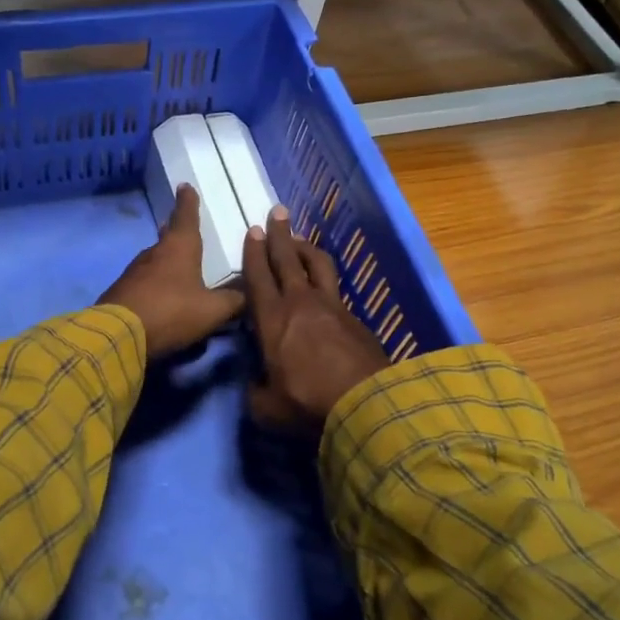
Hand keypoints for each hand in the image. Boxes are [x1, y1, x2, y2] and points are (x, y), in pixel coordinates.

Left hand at [100, 185, 245, 356]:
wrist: (118, 335)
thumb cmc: (171, 312)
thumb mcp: (212, 310)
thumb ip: (233, 301)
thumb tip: (249, 294)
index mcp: (179, 248)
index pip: (186, 216)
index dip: (188, 202)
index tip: (185, 186)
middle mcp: (155, 253)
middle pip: (167, 236)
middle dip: (175, 231)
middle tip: (182, 228)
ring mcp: (134, 272)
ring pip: (154, 259)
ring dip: (164, 260)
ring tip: (176, 265)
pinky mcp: (121, 291)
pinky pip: (143, 281)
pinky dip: (153, 283)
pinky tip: (160, 295)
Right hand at [243, 207, 391, 429]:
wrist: (365, 402)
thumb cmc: (307, 403)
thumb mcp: (266, 407)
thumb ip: (255, 391)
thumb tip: (254, 384)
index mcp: (271, 319)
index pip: (258, 277)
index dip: (254, 253)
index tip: (254, 231)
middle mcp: (300, 302)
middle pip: (287, 259)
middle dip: (280, 234)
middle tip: (277, 212)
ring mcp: (331, 306)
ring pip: (316, 264)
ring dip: (305, 248)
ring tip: (299, 239)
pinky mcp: (354, 317)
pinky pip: (335, 287)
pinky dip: (324, 278)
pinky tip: (323, 284)